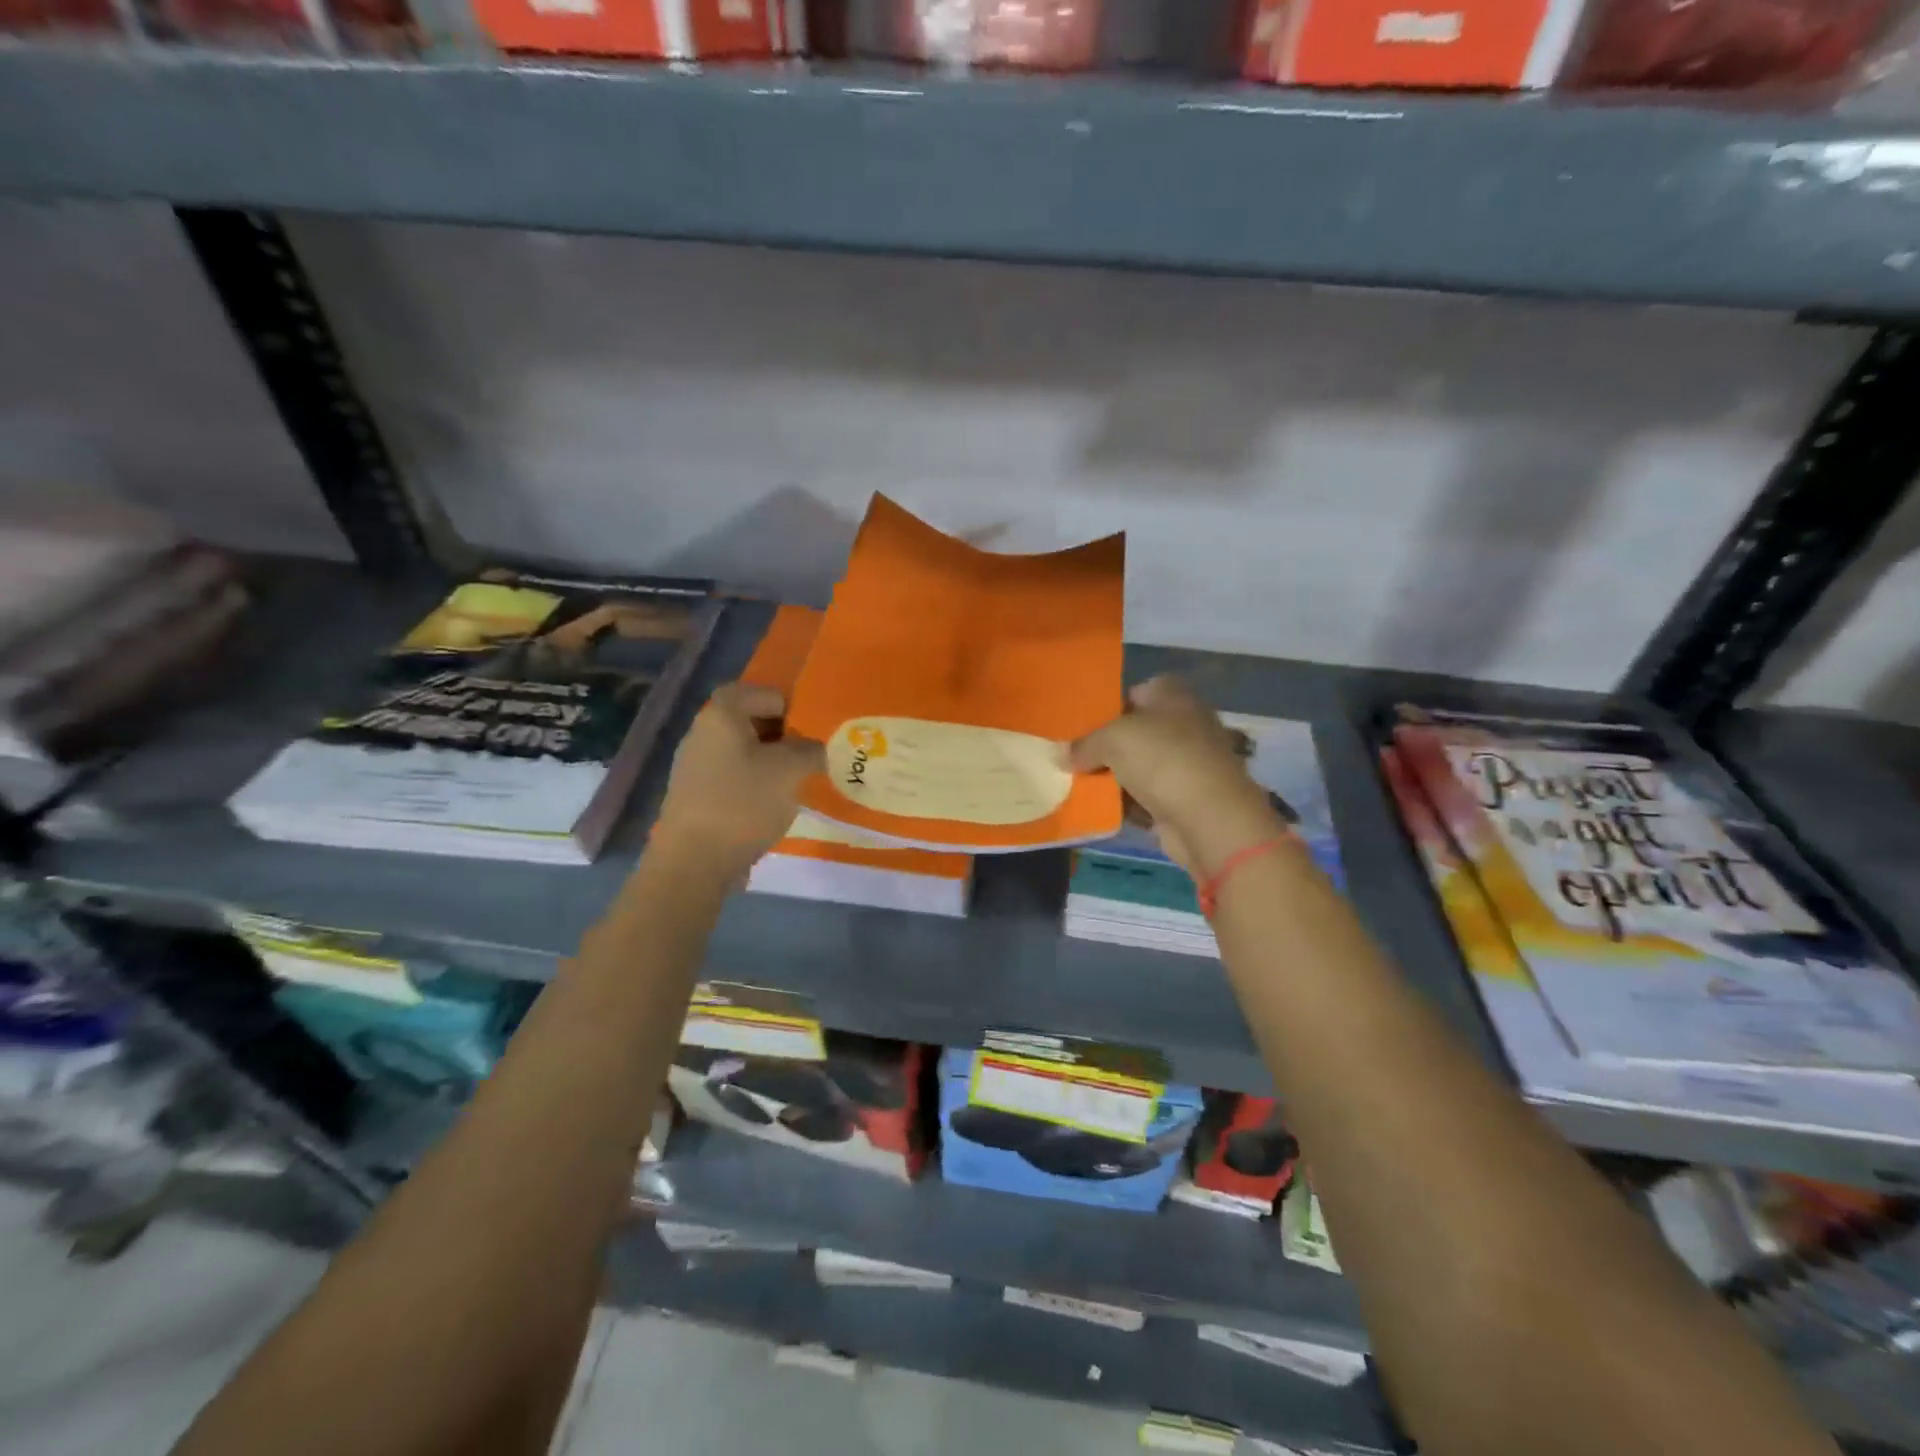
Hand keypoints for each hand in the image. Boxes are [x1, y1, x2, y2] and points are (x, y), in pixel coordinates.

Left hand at [651, 683, 824, 883]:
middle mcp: (702, 733)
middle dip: (782, 735)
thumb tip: (813, 748)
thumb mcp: (791, 771)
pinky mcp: (694, 796)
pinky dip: (753, 784)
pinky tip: (770, 806)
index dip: (788, 704)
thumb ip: (810, 750)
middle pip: (748, 721)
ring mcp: (694, 766)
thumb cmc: (743, 804)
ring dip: (769, 762)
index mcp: (721, 715)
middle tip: (809, 755)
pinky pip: (731, 777)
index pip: (758, 691)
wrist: (693, 863)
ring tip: (794, 783)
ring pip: (741, 751)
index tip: (811, 729)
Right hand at [1070, 677, 1285, 874]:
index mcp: (1175, 697)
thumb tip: (1063, 755)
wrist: (1210, 819)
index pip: (1140, 690)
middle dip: (1108, 744)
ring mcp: (1188, 765)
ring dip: (1114, 777)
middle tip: (1073, 754)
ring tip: (1076, 782)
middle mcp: (1186, 726)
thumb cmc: (1163, 760)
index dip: (1112, 703)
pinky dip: (1127, 804)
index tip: (1083, 721)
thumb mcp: (1112, 739)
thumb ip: (1084, 744)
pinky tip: (1098, 808)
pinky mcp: (1186, 801)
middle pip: (1138, 731)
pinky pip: (1146, 798)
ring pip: (1140, 766)